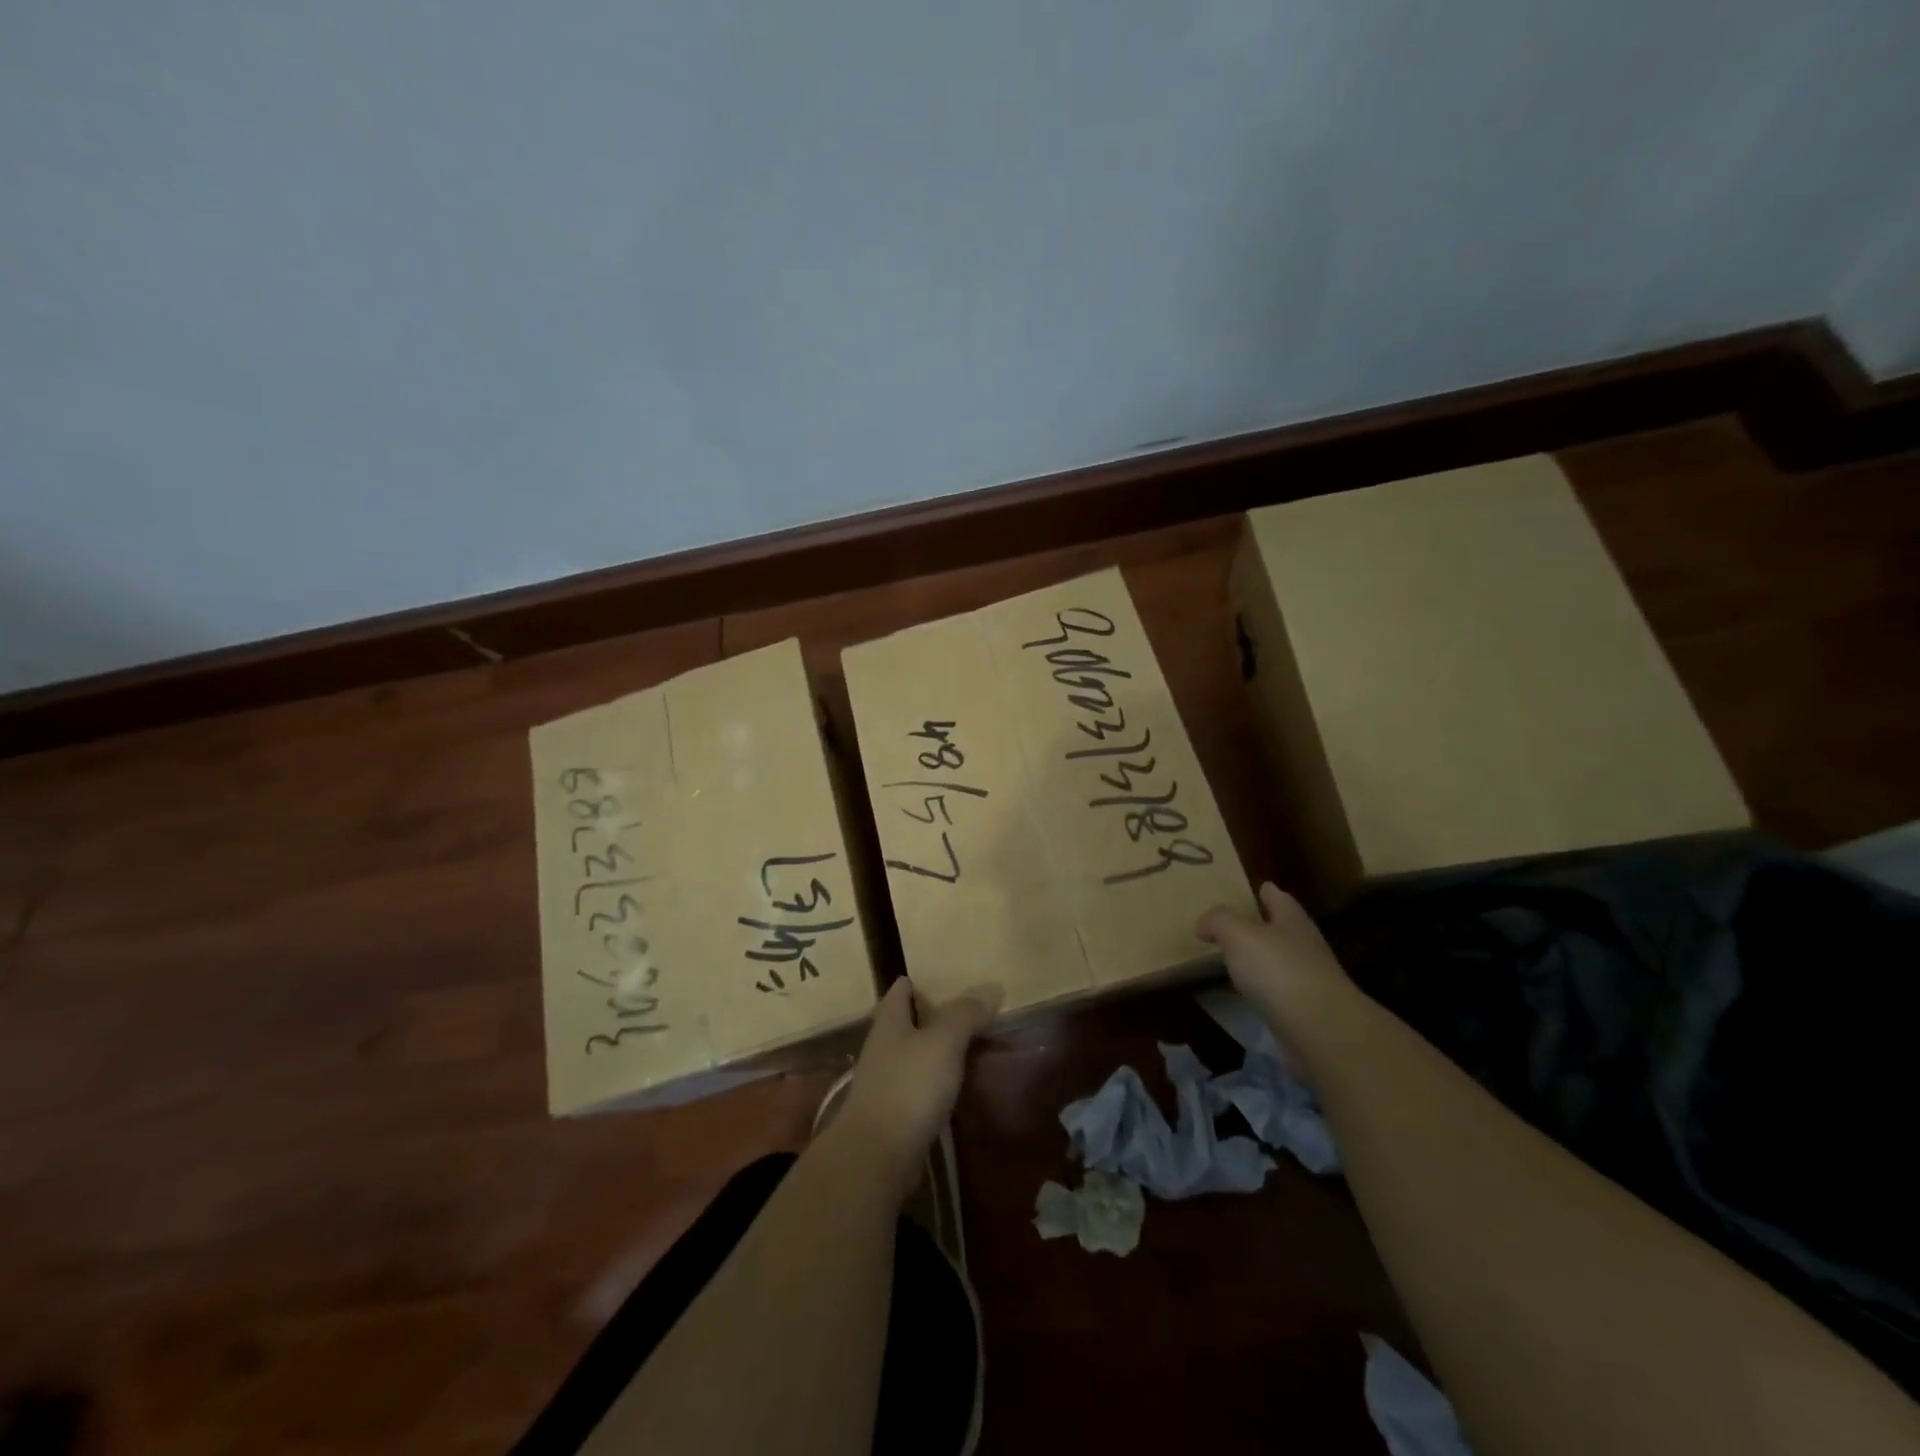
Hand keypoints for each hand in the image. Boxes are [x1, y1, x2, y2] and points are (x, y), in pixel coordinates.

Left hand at [837, 977, 1001, 1196]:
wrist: (876, 1156)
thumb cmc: (908, 1086)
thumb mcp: (943, 1042)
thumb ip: (965, 1014)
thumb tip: (991, 987)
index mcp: (889, 1022)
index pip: (901, 989)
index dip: (921, 981)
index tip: (949, 976)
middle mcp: (883, 1047)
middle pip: (908, 1022)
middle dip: (934, 1015)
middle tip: (972, 1010)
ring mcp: (886, 1082)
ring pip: (915, 1055)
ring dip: (938, 1050)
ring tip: (973, 1045)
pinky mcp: (894, 1115)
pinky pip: (919, 1087)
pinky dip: (937, 1081)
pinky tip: (958, 1086)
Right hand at [1197, 882, 1352, 1057]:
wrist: (1320, 1032)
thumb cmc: (1279, 970)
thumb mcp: (1239, 934)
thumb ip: (1218, 921)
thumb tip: (1202, 925)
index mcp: (1291, 920)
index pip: (1278, 898)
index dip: (1265, 891)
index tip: (1253, 887)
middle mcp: (1302, 946)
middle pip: (1279, 929)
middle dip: (1258, 925)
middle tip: (1226, 923)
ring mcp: (1305, 981)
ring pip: (1275, 962)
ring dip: (1255, 960)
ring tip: (1225, 958)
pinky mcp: (1300, 1013)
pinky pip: (1272, 992)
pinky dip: (1256, 989)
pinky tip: (1238, 992)